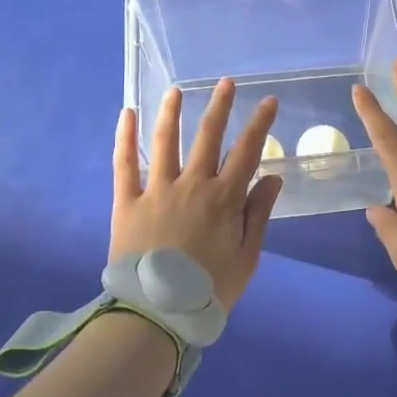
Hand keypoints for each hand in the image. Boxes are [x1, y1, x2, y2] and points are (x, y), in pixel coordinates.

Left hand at [110, 80, 282, 310]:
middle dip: (219, 105)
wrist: (156, 314)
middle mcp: (192, 184)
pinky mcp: (128, 201)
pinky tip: (126, 114)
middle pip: (208, 136)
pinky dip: (124, 137)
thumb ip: (259, 214)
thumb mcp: (246, 257)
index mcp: (224, 198)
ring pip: (166, 140)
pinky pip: (124, 163)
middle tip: (225, 82)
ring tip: (176, 89)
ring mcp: (157, 189)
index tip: (268, 100)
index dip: (260, 123)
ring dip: (172, 111)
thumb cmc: (208, 290)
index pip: (247, 151)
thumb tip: (272, 177)